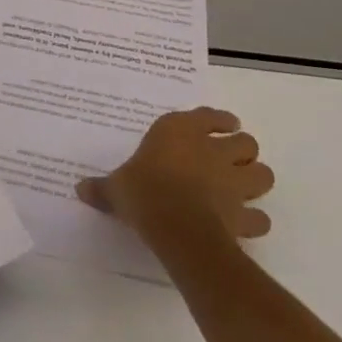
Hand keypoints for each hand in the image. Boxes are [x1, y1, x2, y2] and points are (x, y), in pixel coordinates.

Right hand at [77, 107, 273, 240]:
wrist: (176, 225)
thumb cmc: (144, 192)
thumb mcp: (116, 187)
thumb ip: (102, 188)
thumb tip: (79, 189)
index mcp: (181, 131)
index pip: (210, 116)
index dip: (219, 120)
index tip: (224, 125)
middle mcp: (212, 150)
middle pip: (246, 142)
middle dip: (243, 150)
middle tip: (231, 159)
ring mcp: (233, 182)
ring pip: (262, 174)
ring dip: (256, 179)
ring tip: (244, 186)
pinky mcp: (243, 215)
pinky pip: (259, 217)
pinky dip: (255, 219)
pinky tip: (245, 222)